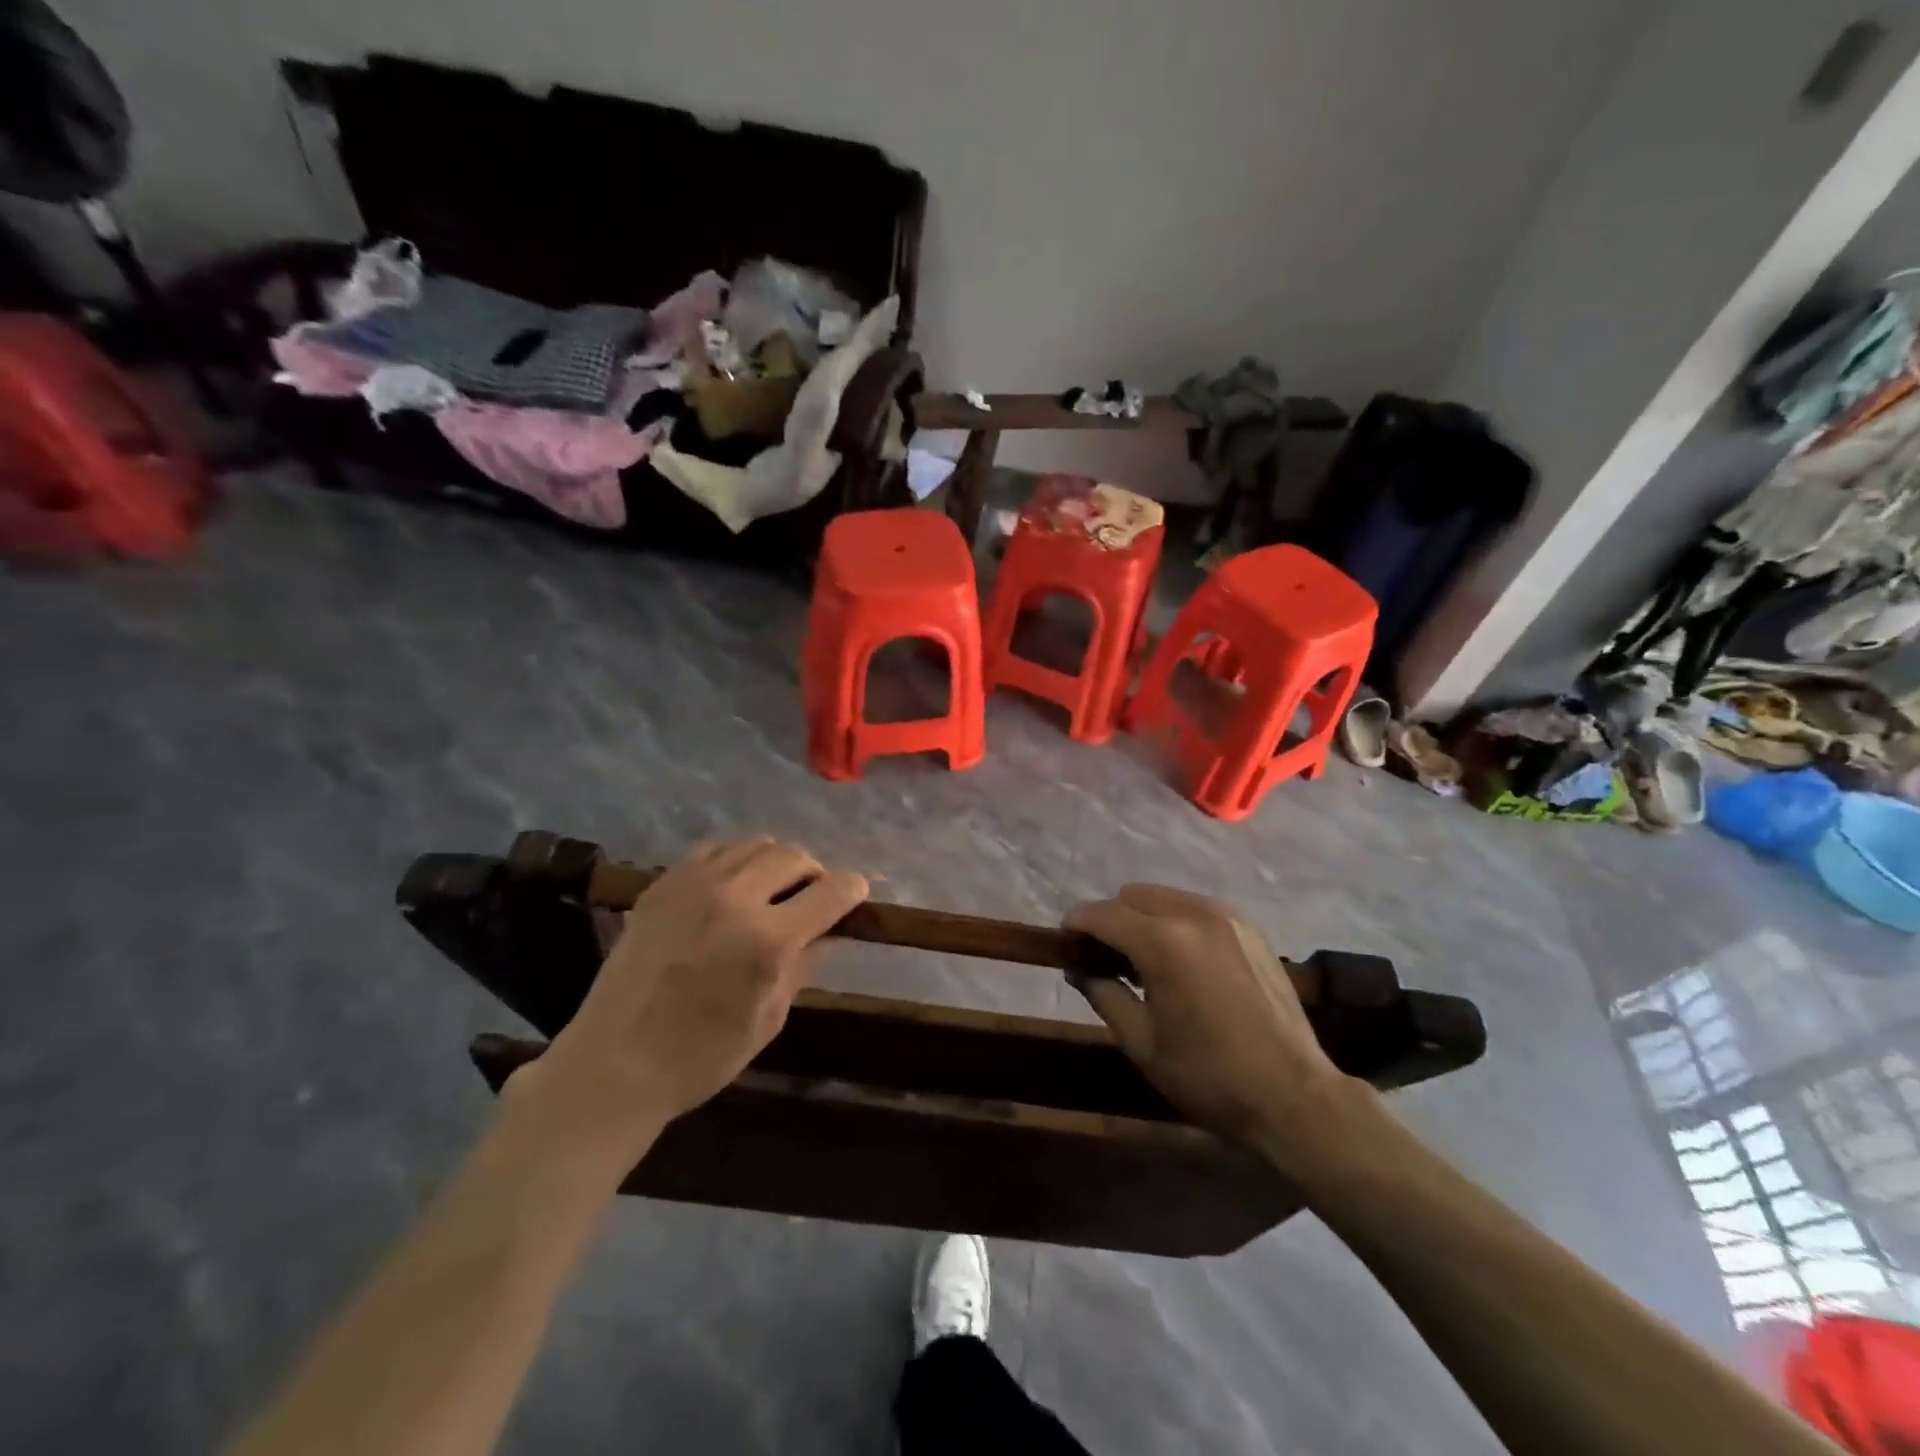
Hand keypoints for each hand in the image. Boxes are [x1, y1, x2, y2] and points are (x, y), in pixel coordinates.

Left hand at [517, 836, 868, 1162]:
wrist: (613, 1065)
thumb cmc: (702, 1057)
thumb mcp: (770, 1017)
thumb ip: (802, 964)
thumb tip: (825, 930)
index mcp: (768, 940)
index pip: (830, 892)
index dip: (851, 889)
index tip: (856, 892)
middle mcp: (734, 898)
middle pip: (793, 856)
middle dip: (814, 873)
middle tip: (813, 896)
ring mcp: (693, 885)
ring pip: (755, 844)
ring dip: (776, 862)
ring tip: (773, 888)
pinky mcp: (662, 884)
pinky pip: (714, 850)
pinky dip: (735, 860)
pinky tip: (732, 886)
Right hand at [1066, 883, 1356, 1156]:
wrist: (1294, 1097)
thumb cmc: (1209, 1077)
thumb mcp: (1142, 1043)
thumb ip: (1103, 994)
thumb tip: (1077, 968)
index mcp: (1163, 942)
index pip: (1102, 914)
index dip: (1076, 924)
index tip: (1063, 943)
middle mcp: (1193, 914)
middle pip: (1132, 896)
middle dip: (1109, 919)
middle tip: (1103, 956)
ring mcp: (1227, 917)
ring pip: (1164, 897)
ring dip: (1142, 917)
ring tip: (1142, 959)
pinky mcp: (1249, 928)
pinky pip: (1195, 908)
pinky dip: (1175, 922)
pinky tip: (1181, 960)